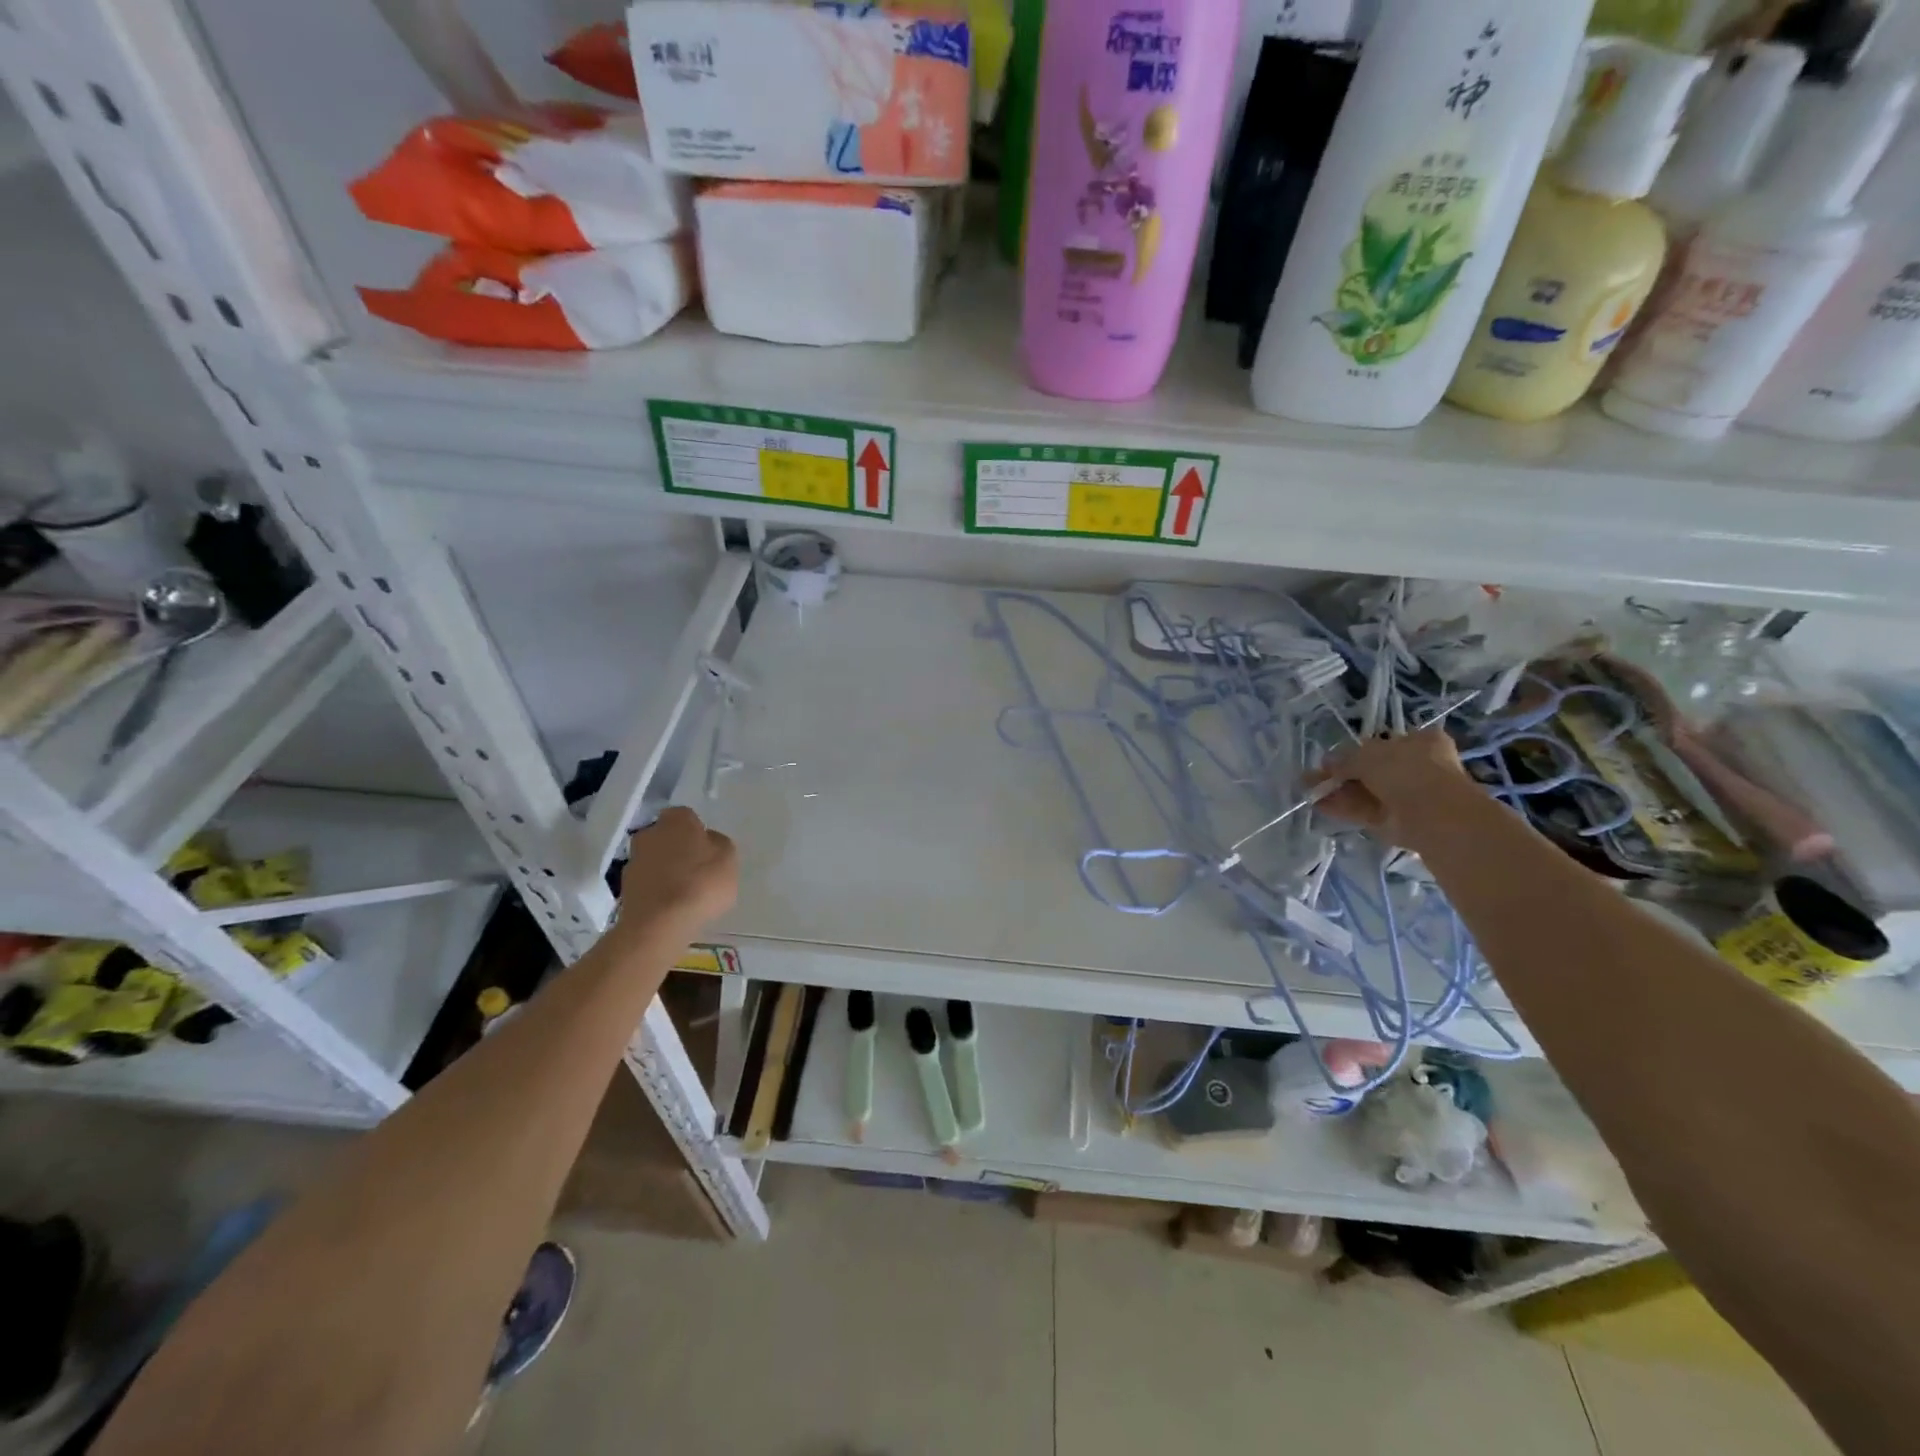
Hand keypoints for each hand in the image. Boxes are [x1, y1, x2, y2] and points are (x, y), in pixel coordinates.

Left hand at [617, 807, 737, 934]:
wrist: (659, 924)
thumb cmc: (701, 882)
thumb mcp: (728, 858)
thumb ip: (718, 844)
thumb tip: (707, 841)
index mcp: (675, 820)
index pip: (686, 816)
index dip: (697, 831)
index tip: (707, 849)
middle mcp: (649, 834)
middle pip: (666, 837)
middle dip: (678, 849)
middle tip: (697, 869)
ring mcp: (633, 862)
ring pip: (654, 861)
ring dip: (666, 871)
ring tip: (685, 893)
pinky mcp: (624, 890)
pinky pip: (647, 884)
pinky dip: (657, 891)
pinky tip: (672, 908)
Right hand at [1309, 730, 1478, 850]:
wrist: (1433, 815)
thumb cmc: (1406, 771)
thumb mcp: (1368, 755)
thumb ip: (1345, 759)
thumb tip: (1327, 762)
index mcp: (1420, 742)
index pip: (1384, 744)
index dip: (1355, 751)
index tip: (1331, 759)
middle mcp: (1416, 768)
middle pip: (1372, 769)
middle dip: (1342, 773)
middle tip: (1314, 777)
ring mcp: (1408, 796)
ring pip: (1366, 791)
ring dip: (1338, 791)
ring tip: (1309, 791)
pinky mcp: (1397, 820)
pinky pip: (1365, 810)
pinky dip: (1343, 808)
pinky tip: (1319, 805)